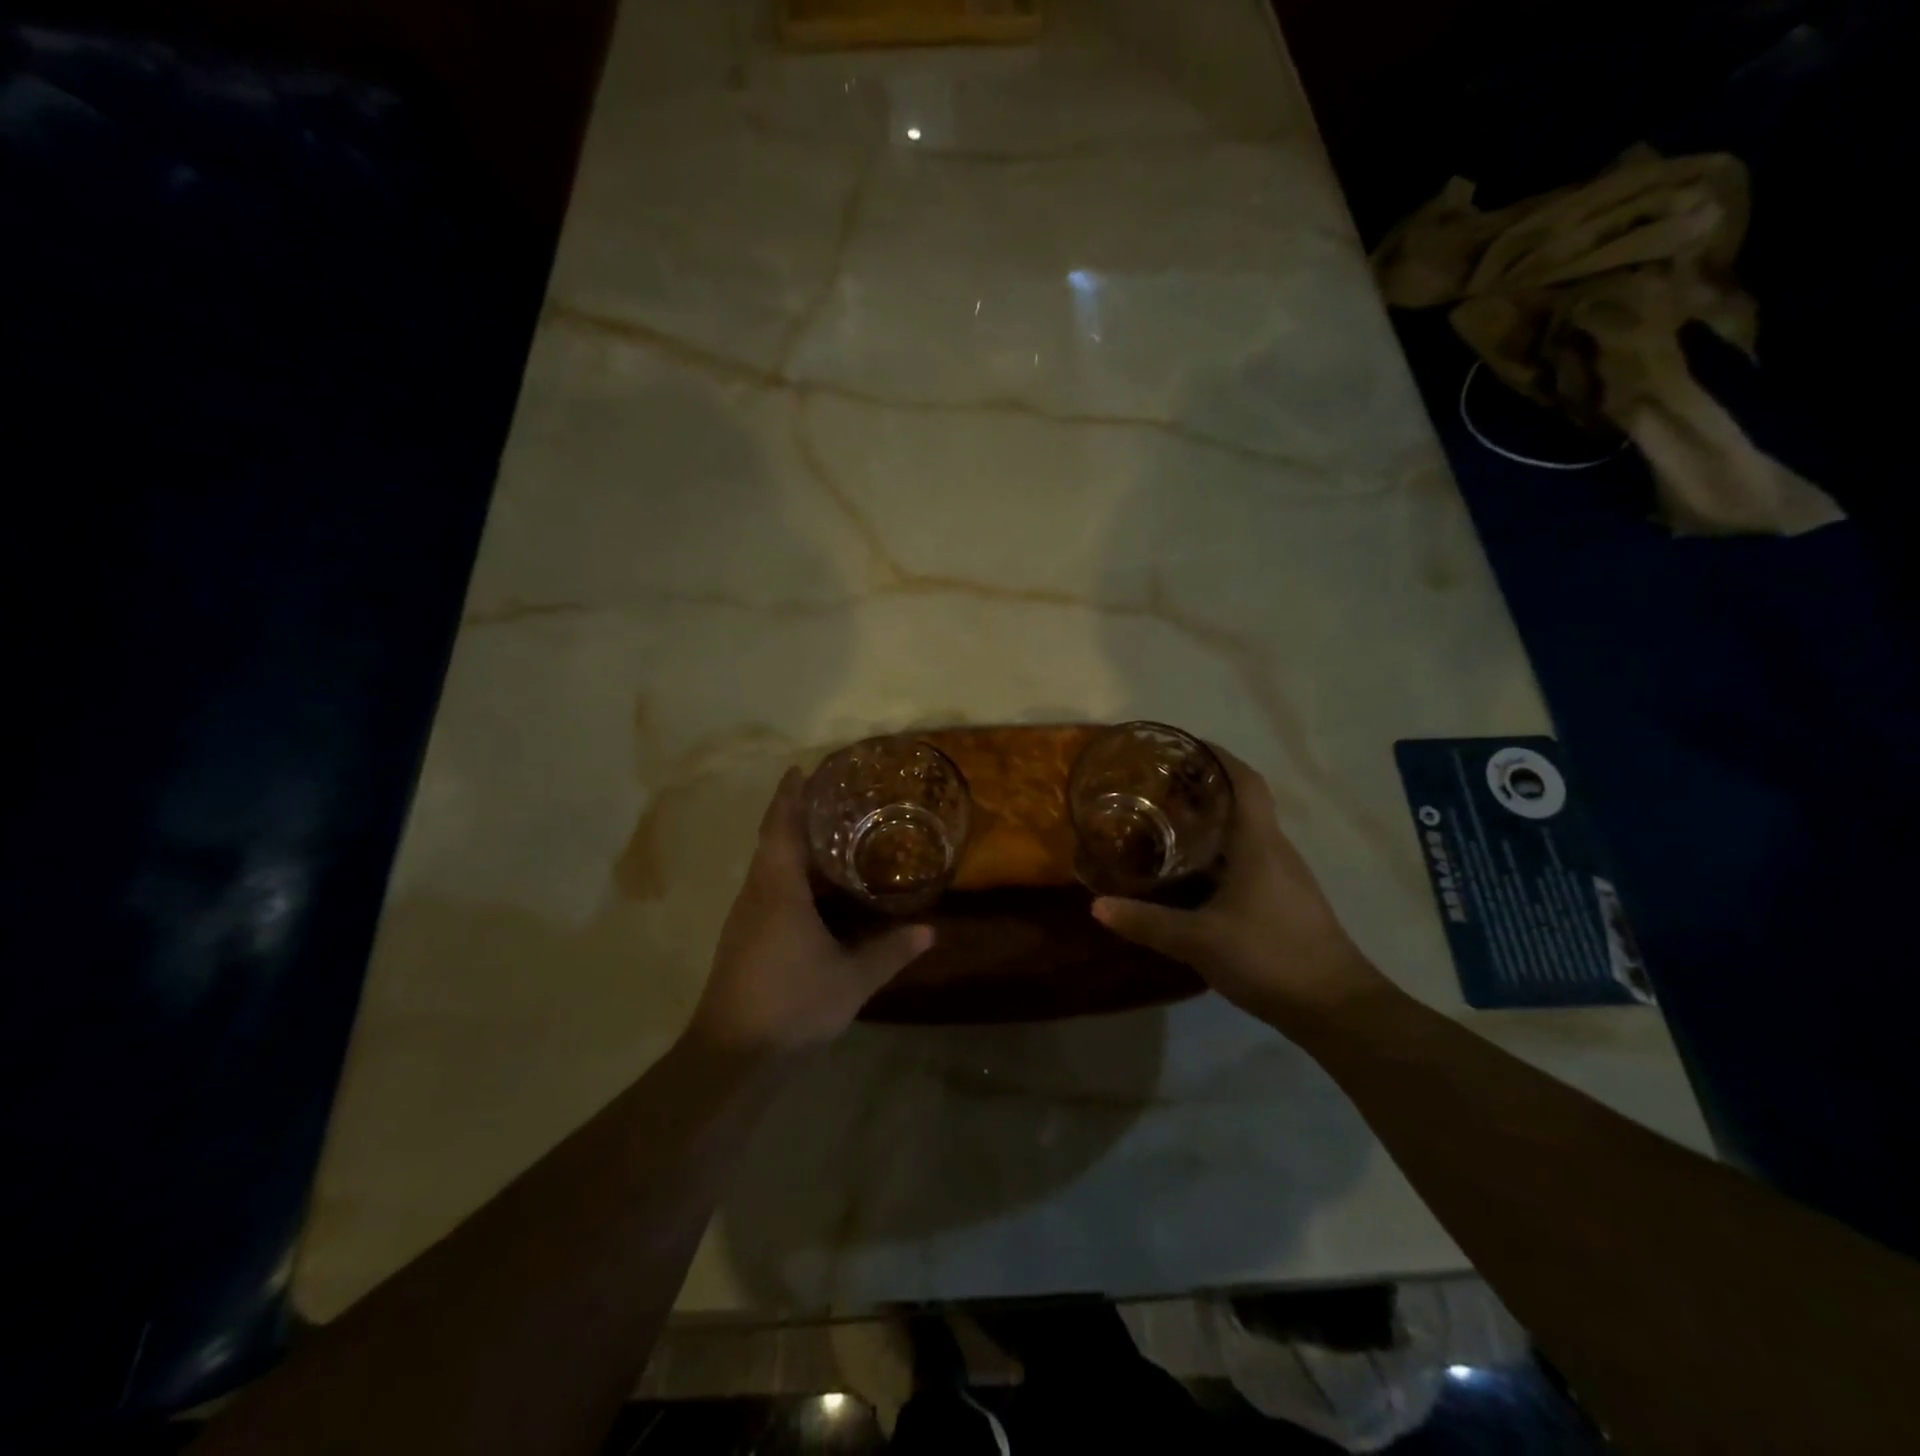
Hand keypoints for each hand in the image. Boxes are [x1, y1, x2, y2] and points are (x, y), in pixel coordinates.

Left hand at [690, 768, 932, 1057]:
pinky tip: (811, 889)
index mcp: (778, 890)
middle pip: (771, 841)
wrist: (732, 1057)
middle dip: (793, 814)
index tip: (801, 769)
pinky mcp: (742, 939)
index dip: (790, 796)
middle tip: (830, 798)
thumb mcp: (851, 979)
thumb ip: (890, 952)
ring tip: (827, 836)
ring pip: (766, 867)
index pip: (781, 827)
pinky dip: (787, 874)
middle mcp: (756, 894)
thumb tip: (930, 931)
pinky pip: (765, 889)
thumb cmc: (792, 1004)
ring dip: (790, 845)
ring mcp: (745, 918)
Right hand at [1091, 746, 1388, 1030]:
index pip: (1245, 781)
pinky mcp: (1285, 901)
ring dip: (1211, 823)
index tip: (1184, 747)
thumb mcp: (1199, 940)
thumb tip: (1097, 906)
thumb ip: (1147, 922)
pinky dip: (1220, 854)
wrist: (1336, 1008)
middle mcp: (1275, 850)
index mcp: (1259, 843)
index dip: (1217, 757)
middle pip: (1243, 803)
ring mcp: (1285, 877)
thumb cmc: (1270, 956)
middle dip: (1204, 789)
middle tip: (1158, 788)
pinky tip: (1193, 876)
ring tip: (1167, 825)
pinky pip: (1249, 861)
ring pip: (1246, 834)